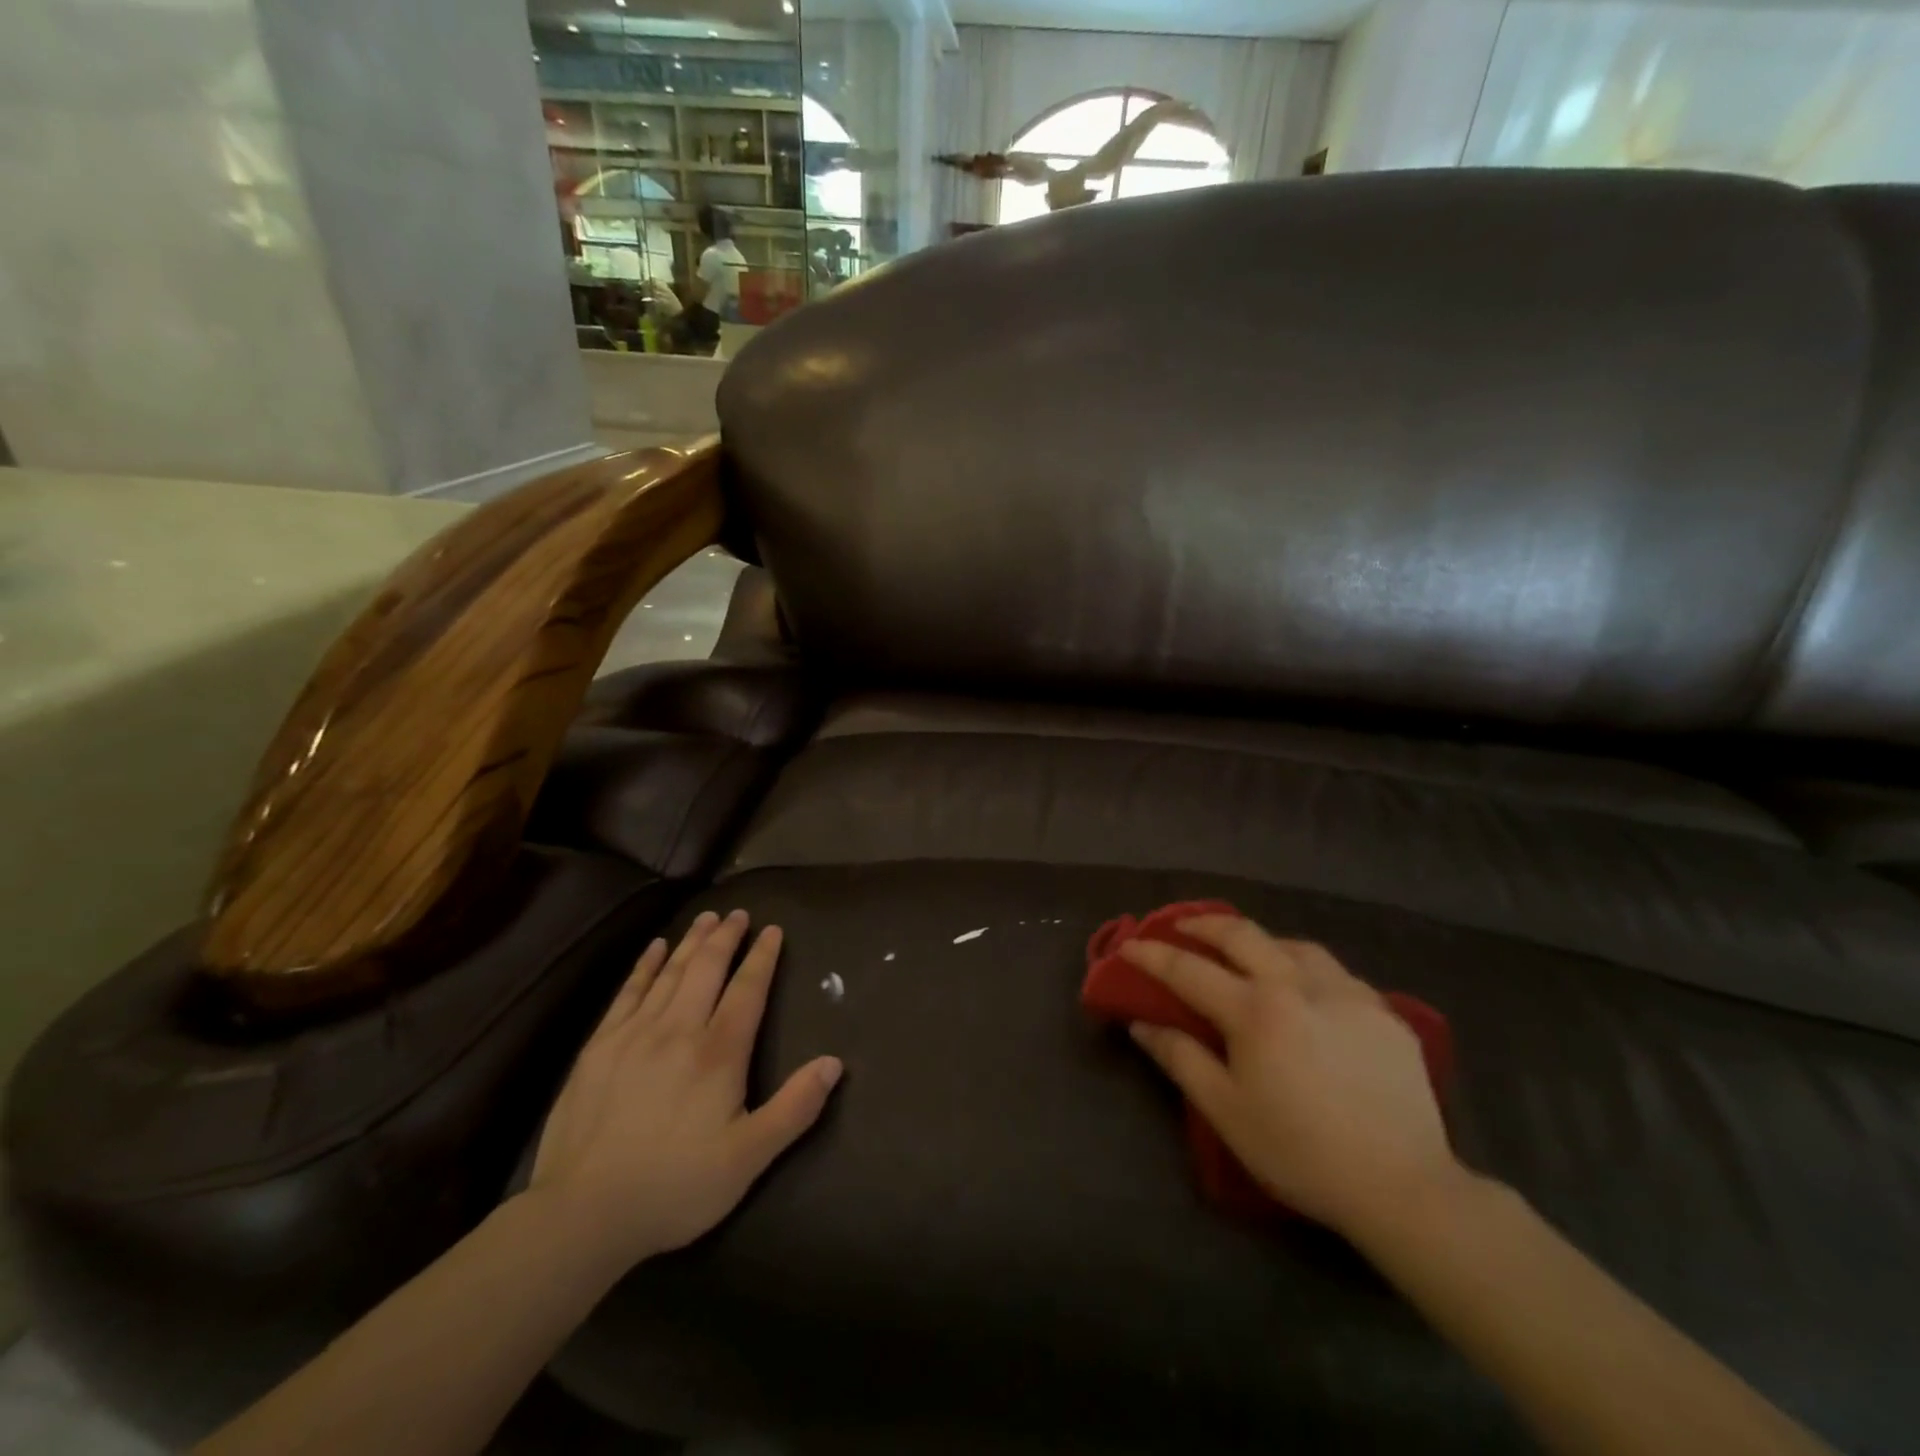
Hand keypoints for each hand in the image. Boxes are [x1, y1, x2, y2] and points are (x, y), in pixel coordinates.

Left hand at [527, 910, 842, 1272]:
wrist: (582, 1214)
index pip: (747, 989)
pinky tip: (654, 948)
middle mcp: (679, 1029)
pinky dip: (645, 965)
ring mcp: (634, 1034)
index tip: (772, 930)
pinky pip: (628, 991)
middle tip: (738, 913)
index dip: (762, 957)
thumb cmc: (675, 1186)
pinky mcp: (599, 1046)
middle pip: (707, 969)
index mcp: (719, 1053)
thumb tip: (834, 1063)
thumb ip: (794, 1108)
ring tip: (707, 918)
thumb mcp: (748, 1158)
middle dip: (726, 937)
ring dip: (691, 941)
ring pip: (670, 972)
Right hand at [1120, 917, 1460, 1239]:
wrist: (1403, 1187)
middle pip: (1242, 935)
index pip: (1189, 969)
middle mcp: (1298, 986)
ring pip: (1293, 944)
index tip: (1130, 945)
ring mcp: (1346, 993)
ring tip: (1244, 951)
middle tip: (1182, 927)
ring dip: (1258, 940)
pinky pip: (1334, 971)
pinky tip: (1304, 986)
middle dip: (1203, 924)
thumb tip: (1141, 1023)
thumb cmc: (1300, 1153)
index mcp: (1255, 1010)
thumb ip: (1181, 1059)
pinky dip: (1304, 965)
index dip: (1153, 954)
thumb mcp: (1226, 1112)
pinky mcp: (1383, 1011)